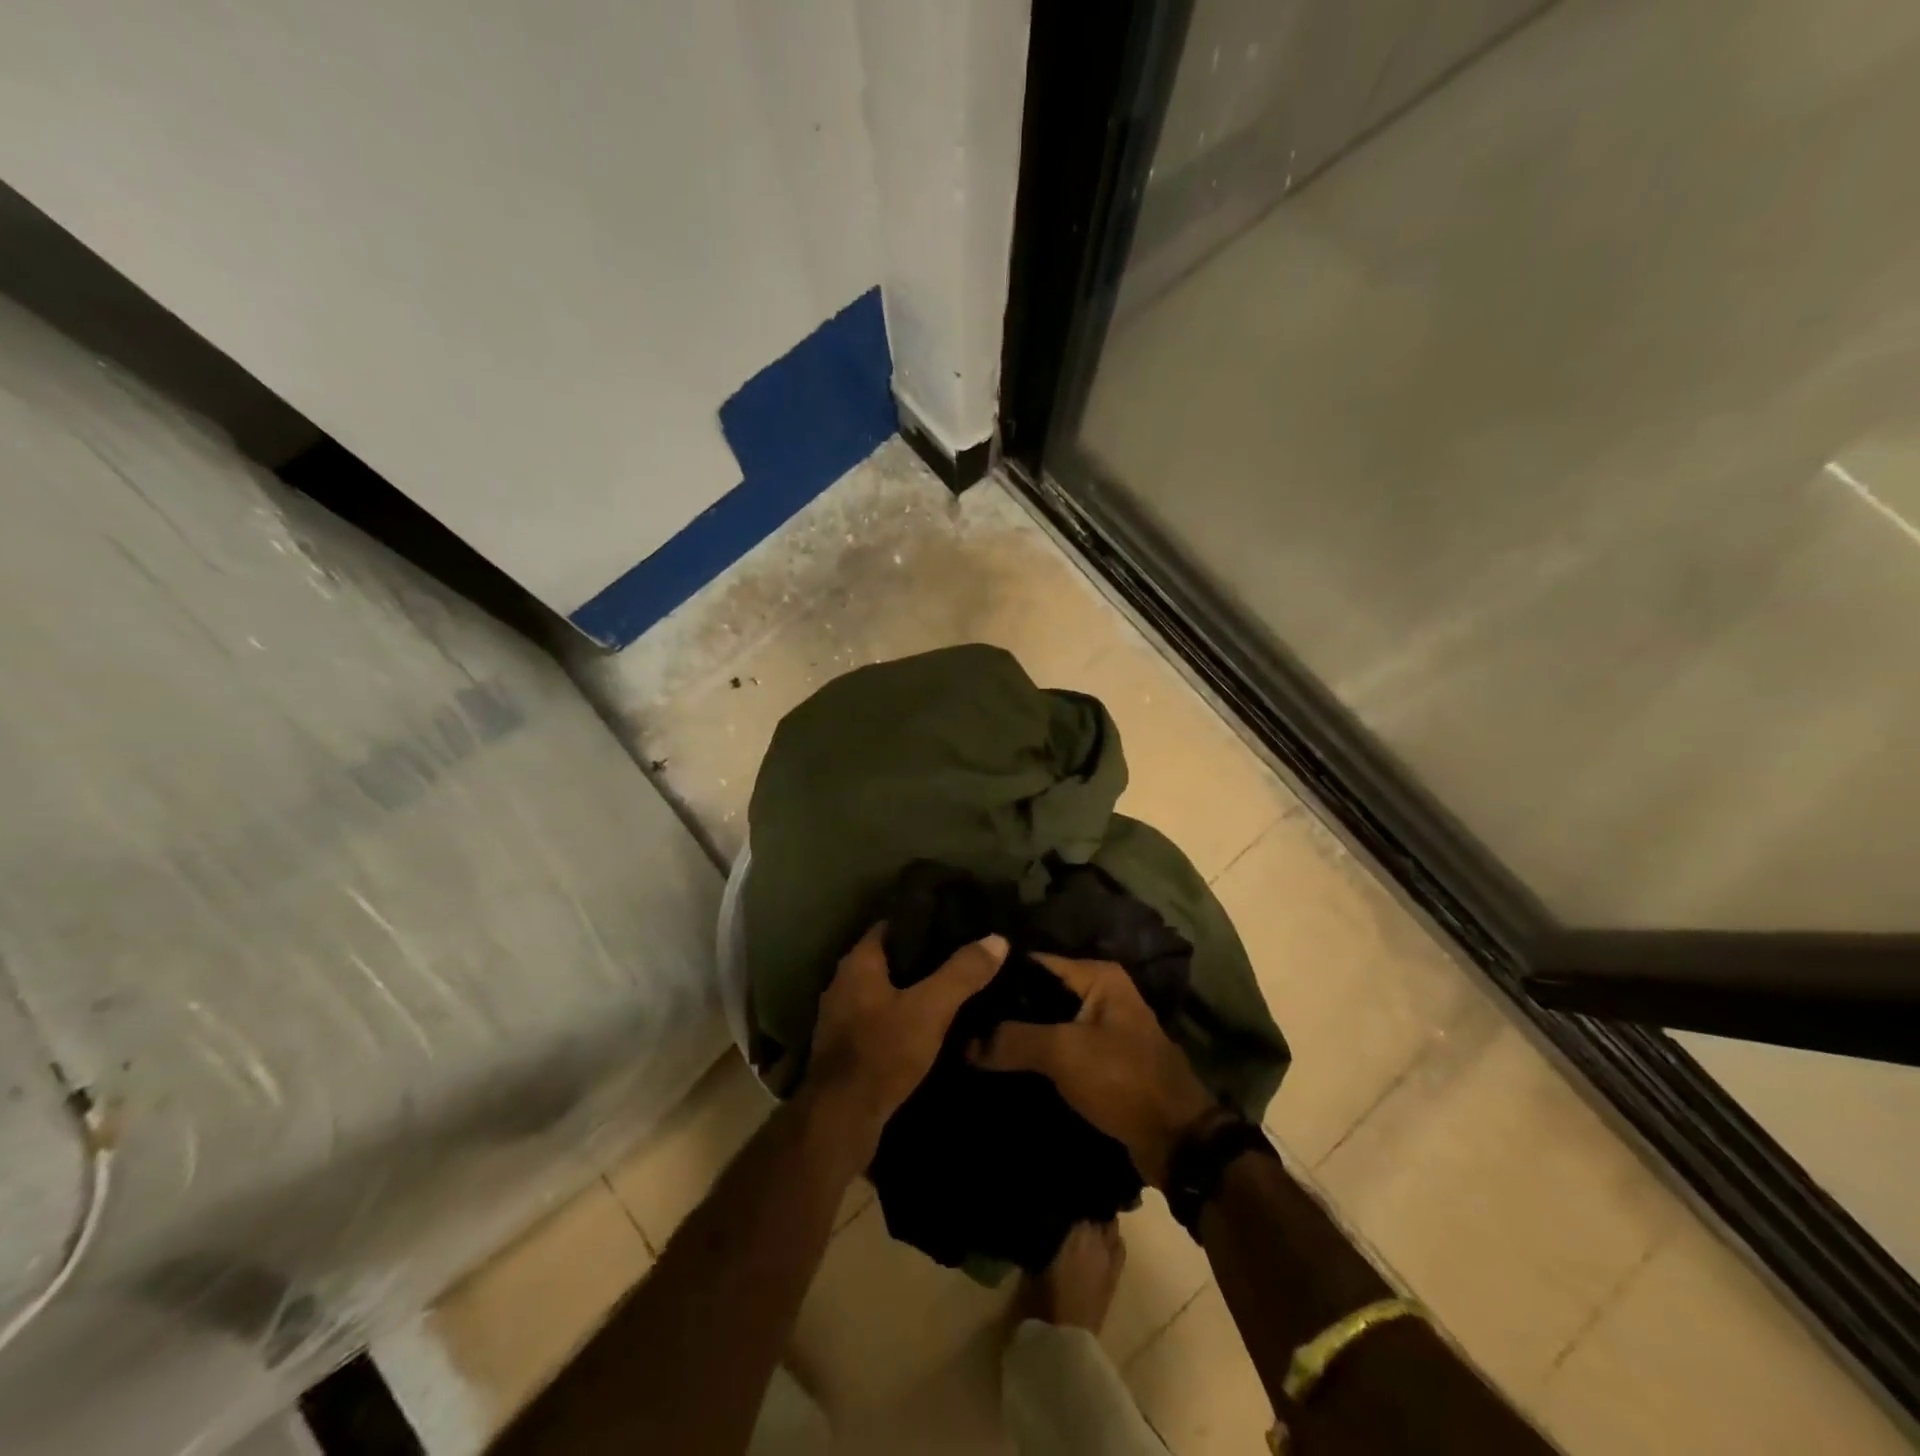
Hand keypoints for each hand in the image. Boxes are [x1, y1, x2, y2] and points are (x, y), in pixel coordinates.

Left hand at [807, 922, 1006, 1145]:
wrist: (842, 1119)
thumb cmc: (883, 1051)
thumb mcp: (931, 1008)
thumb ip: (962, 972)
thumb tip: (997, 939)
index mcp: (858, 963)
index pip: (892, 925)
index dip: (923, 921)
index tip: (955, 922)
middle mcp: (844, 983)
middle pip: (889, 959)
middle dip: (922, 958)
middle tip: (962, 956)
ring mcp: (841, 1017)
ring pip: (884, 991)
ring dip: (912, 991)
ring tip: (952, 990)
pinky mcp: (846, 1048)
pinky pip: (880, 1019)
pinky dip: (902, 1018)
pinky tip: (929, 1027)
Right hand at [970, 953, 1215, 1187]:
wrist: (1177, 1140)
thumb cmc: (1123, 1078)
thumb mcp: (1064, 1052)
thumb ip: (1013, 1039)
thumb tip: (963, 1041)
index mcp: (1097, 975)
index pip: (1035, 963)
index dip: (998, 976)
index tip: (961, 992)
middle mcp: (1100, 993)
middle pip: (1039, 994)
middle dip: (1004, 1010)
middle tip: (960, 1022)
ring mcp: (1101, 1028)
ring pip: (1046, 1024)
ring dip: (1017, 1036)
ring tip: (971, 1045)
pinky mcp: (1099, 1061)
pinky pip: (1057, 1050)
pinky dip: (1034, 1057)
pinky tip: (1000, 1067)